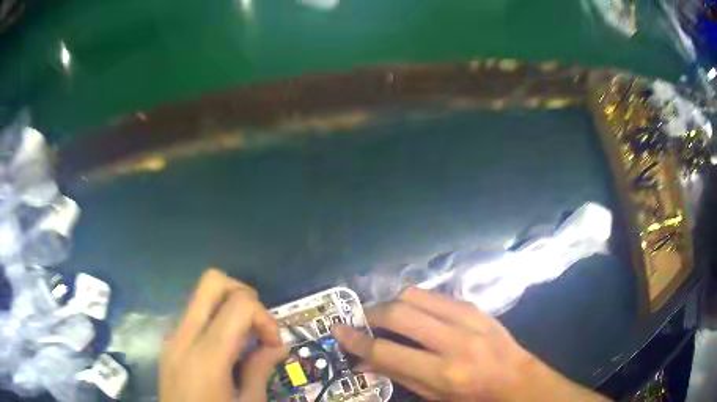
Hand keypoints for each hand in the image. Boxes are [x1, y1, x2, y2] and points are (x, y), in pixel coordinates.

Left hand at [160, 269, 287, 401]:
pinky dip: (215, 321)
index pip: (239, 303)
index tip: (274, 345)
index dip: (265, 317)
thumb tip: (278, 346)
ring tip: (244, 342)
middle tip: (258, 326)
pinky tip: (225, 352)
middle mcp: (184, 336)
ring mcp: (172, 338)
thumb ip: (260, 370)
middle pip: (212, 282)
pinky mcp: (168, 344)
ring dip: (229, 308)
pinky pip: (193, 316)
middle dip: (243, 294)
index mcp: (207, 356)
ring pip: (201, 297)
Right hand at [332, 287, 609, 401]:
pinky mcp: (474, 306)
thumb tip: (362, 361)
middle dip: (370, 314)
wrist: (514, 377)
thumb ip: (396, 374)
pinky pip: (434, 295)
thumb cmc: (471, 396)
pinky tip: (412, 313)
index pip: (386, 352)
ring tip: (385, 316)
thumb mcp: (432, 396)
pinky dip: (414, 301)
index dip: (356, 341)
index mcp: (442, 372)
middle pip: (398, 314)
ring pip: (415, 295)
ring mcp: (466, 318)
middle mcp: (453, 341)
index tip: (338, 331)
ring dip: (391, 302)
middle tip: (361, 321)